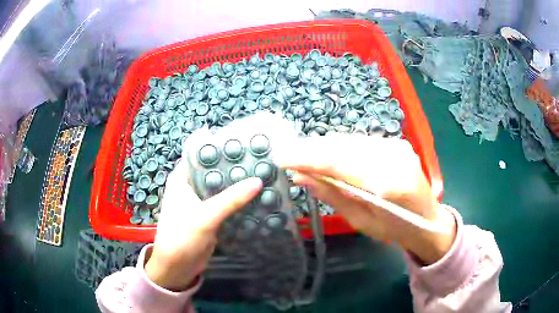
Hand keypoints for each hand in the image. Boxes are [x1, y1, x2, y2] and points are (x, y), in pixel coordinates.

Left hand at [145, 160, 262, 290]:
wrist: (177, 267)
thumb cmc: (182, 237)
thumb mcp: (206, 216)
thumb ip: (231, 198)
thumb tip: (258, 180)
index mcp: (182, 179)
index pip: (202, 156)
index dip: (222, 149)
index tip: (246, 145)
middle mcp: (190, 187)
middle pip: (215, 172)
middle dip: (235, 169)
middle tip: (261, 162)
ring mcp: (200, 202)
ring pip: (222, 188)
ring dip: (238, 186)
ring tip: (264, 176)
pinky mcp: (209, 216)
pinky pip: (226, 204)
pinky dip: (238, 201)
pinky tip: (257, 197)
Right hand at [277, 134, 455, 264]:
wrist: (427, 220)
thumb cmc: (395, 229)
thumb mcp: (361, 221)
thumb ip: (332, 195)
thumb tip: (301, 176)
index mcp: (389, 184)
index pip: (339, 163)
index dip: (308, 158)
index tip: (282, 158)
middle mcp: (395, 157)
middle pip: (344, 146)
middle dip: (312, 149)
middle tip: (288, 154)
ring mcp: (397, 147)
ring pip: (351, 140)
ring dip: (324, 146)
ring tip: (302, 153)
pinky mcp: (397, 143)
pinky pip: (361, 141)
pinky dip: (341, 146)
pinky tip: (327, 152)